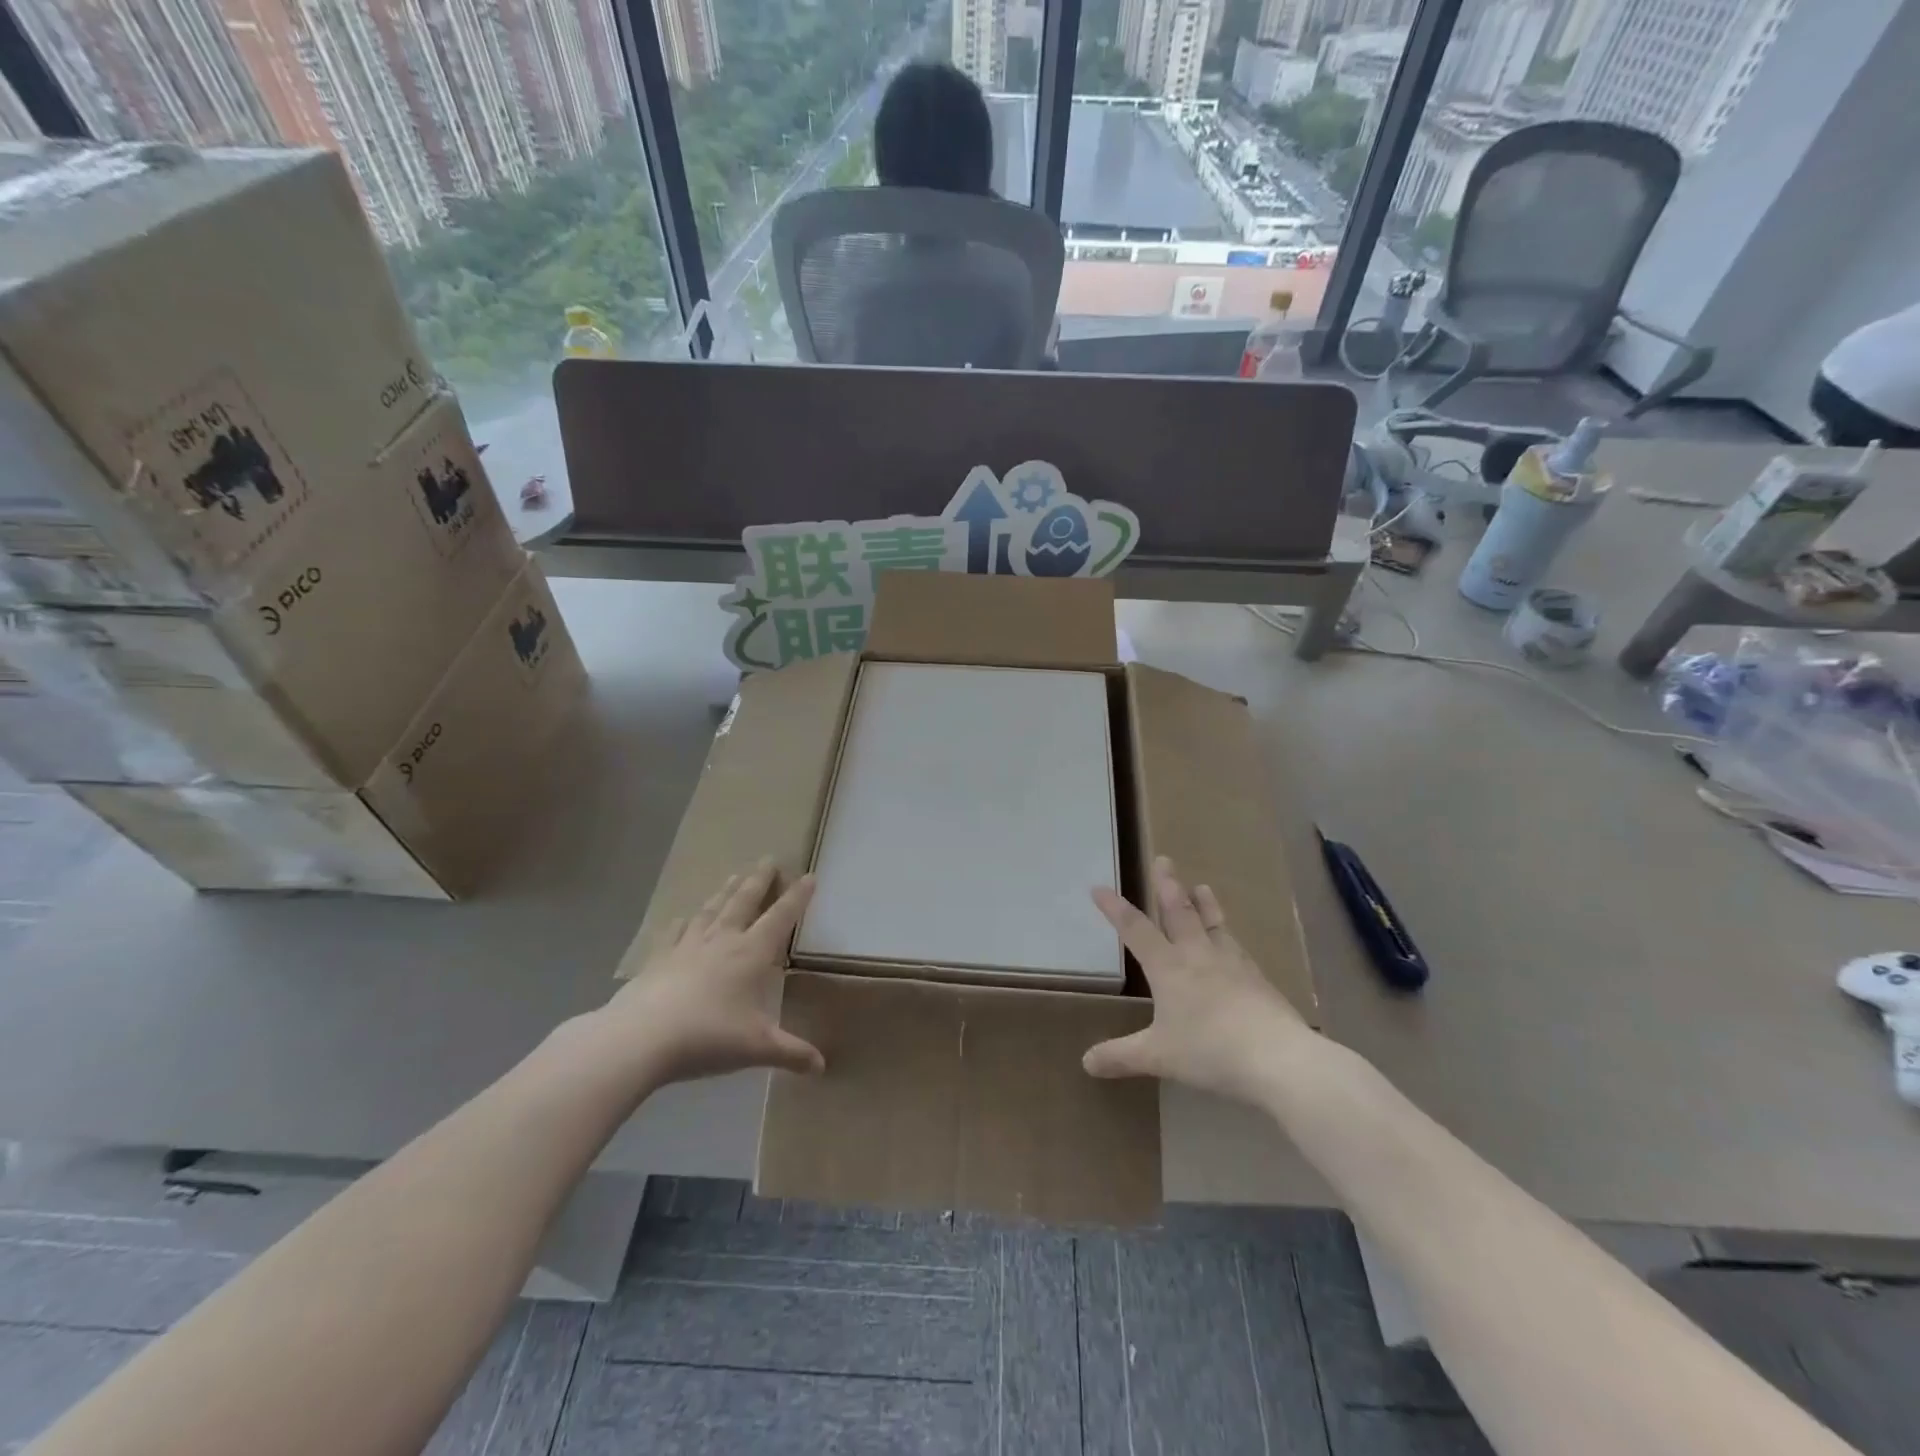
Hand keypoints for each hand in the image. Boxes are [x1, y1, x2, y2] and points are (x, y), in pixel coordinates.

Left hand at [598, 861, 824, 1087]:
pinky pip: (675, 932)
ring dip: (726, 892)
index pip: (781, 917)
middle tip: (769, 860)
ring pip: (712, 909)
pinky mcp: (659, 959)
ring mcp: (688, 946)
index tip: (809, 876)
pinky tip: (683, 917)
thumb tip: (822, 1067)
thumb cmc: (708, 1036)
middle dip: (759, 880)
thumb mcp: (757, 1047)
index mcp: (752, 953)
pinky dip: (683, 921)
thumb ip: (791, 1053)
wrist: (640, 1038)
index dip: (798, 897)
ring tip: (734, 876)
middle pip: (744, 901)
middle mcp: (723, 940)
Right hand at [1082, 856, 1308, 1104]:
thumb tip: (1086, 1063)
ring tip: (1202, 886)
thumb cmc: (1209, 1052)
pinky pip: (1237, 947)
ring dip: (1204, 903)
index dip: (1115, 909)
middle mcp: (1198, 956)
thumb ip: (1121, 1056)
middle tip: (1164, 860)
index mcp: (1168, 968)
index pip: (1135, 930)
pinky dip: (1228, 935)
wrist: (1278, 1058)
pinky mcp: (1258, 979)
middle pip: (1179, 912)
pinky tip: (1232, 941)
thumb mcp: (1158, 1057)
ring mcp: (1232, 964)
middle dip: (1167, 886)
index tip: (1099, 888)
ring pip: (1213, 924)